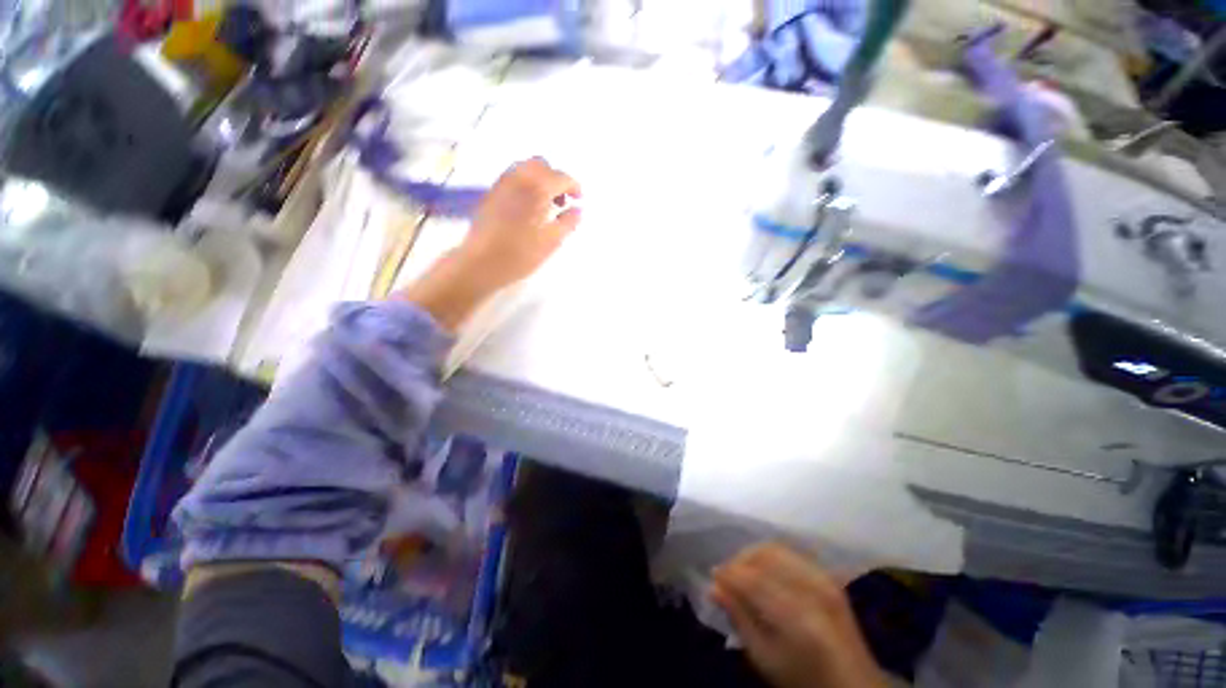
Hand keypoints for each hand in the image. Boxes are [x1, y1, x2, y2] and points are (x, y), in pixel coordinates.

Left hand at [398, 158, 581, 330]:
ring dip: (540, 180)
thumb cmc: (519, 254)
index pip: (561, 177)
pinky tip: (529, 208)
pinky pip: (513, 178)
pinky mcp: (492, 193)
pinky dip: (526, 185)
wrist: (480, 262)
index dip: (574, 187)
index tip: (579, 200)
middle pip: (542, 166)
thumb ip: (568, 223)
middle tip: (563, 201)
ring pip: (526, 169)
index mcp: (537, 188)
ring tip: (546, 206)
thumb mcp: (551, 242)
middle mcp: (519, 178)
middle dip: (556, 179)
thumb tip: (578, 210)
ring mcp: (502, 184)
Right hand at [711, 543, 884, 687]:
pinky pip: (792, 553)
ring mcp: (824, 579)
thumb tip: (714, 588)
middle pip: (766, 555)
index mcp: (798, 615)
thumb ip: (740, 619)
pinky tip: (764, 572)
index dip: (729, 574)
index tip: (712, 576)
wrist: (855, 686)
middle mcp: (813, 589)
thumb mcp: (765, 658)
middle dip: (740, 560)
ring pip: (777, 549)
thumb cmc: (805, 679)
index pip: (754, 580)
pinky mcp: (828, 577)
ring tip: (743, 573)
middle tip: (727, 576)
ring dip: (754, 556)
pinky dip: (771, 557)